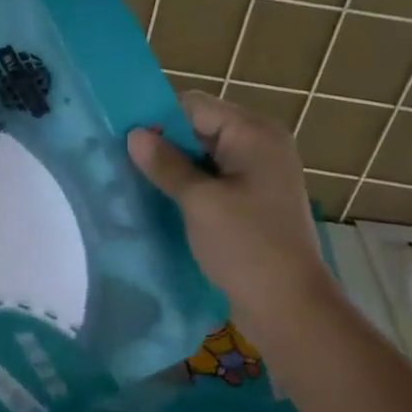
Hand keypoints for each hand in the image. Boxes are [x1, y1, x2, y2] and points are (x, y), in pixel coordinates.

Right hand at [128, 92, 333, 340]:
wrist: (288, 305)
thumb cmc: (246, 246)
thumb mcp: (200, 202)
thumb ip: (166, 164)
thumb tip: (134, 134)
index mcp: (254, 133)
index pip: (195, 106)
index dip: (159, 120)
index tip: (124, 141)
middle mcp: (261, 145)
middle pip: (201, 129)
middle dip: (165, 145)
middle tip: (124, 164)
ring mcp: (260, 174)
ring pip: (205, 158)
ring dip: (175, 169)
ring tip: (138, 184)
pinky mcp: (254, 201)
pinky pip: (215, 181)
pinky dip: (191, 188)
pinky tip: (163, 203)